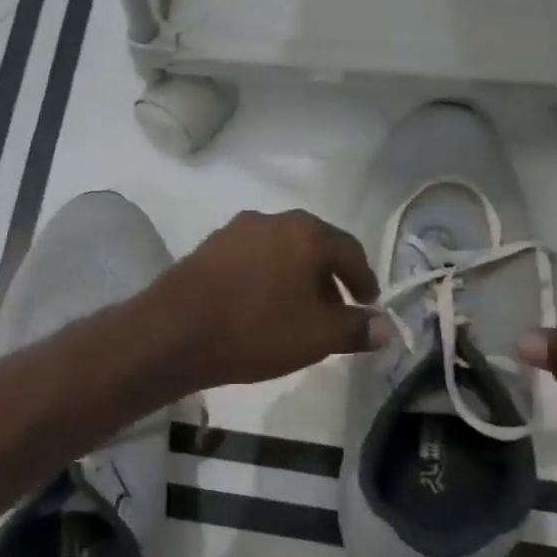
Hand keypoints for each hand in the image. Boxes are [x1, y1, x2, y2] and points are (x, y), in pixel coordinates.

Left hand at [148, 210, 386, 387]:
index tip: (368, 305)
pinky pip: (251, 261)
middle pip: (313, 248)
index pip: (349, 251)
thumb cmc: (255, 330)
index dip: (364, 281)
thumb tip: (383, 327)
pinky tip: (260, 309)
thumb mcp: (316, 336)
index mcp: (305, 232)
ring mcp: (234, 231)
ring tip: (297, 315)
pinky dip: (266, 280)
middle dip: (328, 281)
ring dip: (296, 280)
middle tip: (335, 313)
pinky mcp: (207, 248)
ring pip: (280, 253)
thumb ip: (355, 329)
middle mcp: (271, 220)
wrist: (173, 333)